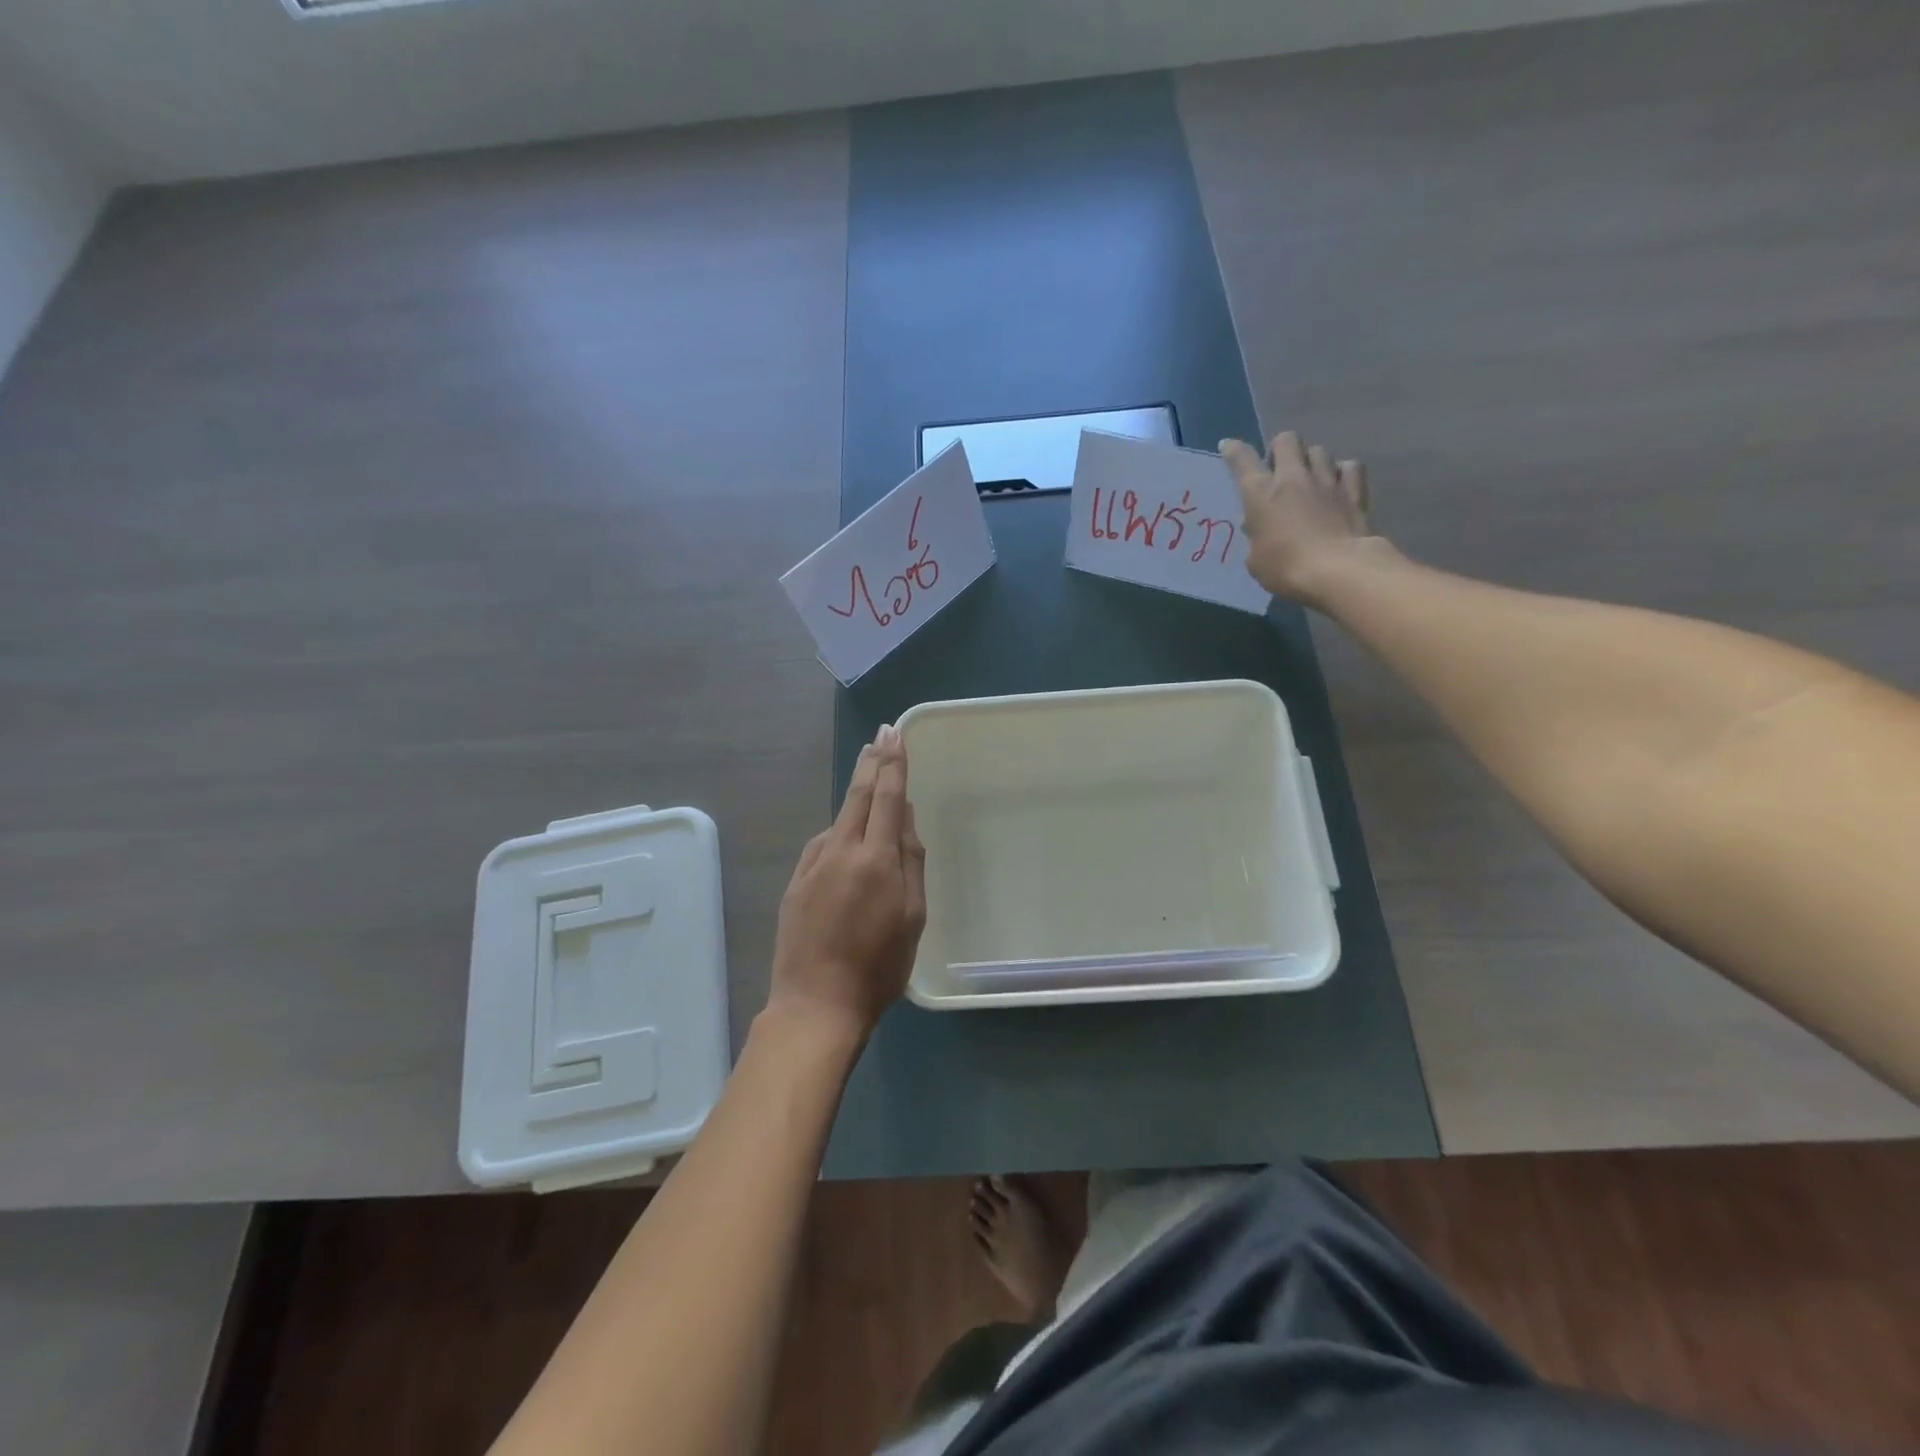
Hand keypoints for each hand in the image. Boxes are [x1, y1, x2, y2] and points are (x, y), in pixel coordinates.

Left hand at [768, 724, 926, 1040]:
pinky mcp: (795, 882)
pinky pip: (822, 845)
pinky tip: (845, 841)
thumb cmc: (878, 966)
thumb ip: (910, 861)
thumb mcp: (912, 916)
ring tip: (869, 784)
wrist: (815, 1004)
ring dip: (855, 797)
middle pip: (858, 796)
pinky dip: (838, 833)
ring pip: (838, 819)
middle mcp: (840, 850)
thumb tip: (905, 818)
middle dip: (871, 763)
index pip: (887, 797)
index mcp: (875, 858)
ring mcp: (812, 865)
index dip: (892, 763)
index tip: (894, 734)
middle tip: (880, 737)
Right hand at [1220, 431, 1377, 606]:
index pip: (1242, 459)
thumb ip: (1256, 538)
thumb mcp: (1256, 560)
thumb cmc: (1285, 569)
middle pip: (1287, 440)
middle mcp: (1293, 477)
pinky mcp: (1355, 490)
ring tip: (1309, 477)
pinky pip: (1349, 467)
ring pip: (1318, 450)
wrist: (1338, 571)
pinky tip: (1338, 483)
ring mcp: (1326, 480)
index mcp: (1261, 493)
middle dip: (1279, 448)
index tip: (1228, 447)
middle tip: (1277, 467)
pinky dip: (1342, 471)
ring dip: (1310, 460)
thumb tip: (1258, 528)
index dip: (1233, 450)